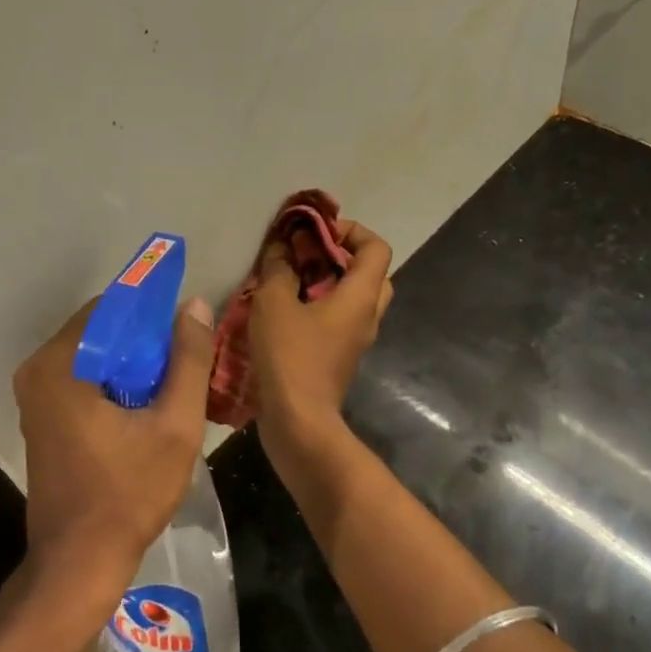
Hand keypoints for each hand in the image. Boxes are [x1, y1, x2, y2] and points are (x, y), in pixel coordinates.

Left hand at [13, 295, 216, 601]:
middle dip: (145, 340)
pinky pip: (83, 379)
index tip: (186, 329)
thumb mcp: (174, 425)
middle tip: (184, 363)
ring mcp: (35, 395)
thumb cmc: (128, 494)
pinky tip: (145, 405)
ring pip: (94, 355)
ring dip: (132, 362)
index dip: (153, 312)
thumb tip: (194, 304)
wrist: (79, 563)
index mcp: (61, 363)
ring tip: (172, 385)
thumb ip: (188, 360)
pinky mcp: (41, 416)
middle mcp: (38, 370)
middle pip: (101, 330)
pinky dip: (114, 381)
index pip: (111, 307)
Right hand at [249, 220, 392, 442]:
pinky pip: (339, 320)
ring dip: (328, 282)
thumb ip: (278, 268)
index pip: (376, 247)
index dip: (350, 230)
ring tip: (291, 279)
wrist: (297, 421)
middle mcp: (367, 316)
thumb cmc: (290, 356)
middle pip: (370, 272)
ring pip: (354, 298)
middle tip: (307, 253)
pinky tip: (285, 309)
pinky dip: (320, 306)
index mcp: (361, 297)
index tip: (315, 231)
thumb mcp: (274, 302)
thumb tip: (281, 246)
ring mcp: (356, 340)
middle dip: (340, 255)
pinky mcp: (340, 358)